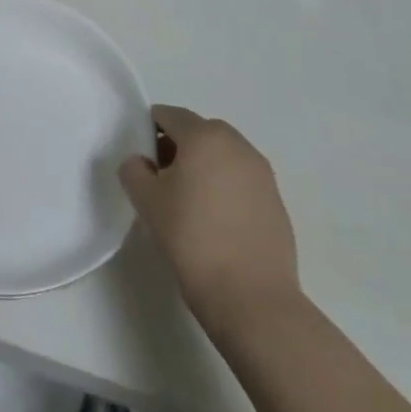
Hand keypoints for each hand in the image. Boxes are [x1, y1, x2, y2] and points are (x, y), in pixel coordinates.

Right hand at [119, 106, 299, 329]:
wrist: (251, 297)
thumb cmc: (191, 237)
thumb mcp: (145, 199)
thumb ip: (134, 169)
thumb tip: (141, 163)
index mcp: (205, 136)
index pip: (168, 115)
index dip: (148, 131)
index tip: (141, 160)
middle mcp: (238, 146)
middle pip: (198, 131)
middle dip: (177, 146)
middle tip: (161, 180)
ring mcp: (262, 174)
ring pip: (222, 155)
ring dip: (203, 166)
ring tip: (188, 202)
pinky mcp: (276, 201)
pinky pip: (241, 179)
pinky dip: (224, 187)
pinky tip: (214, 221)